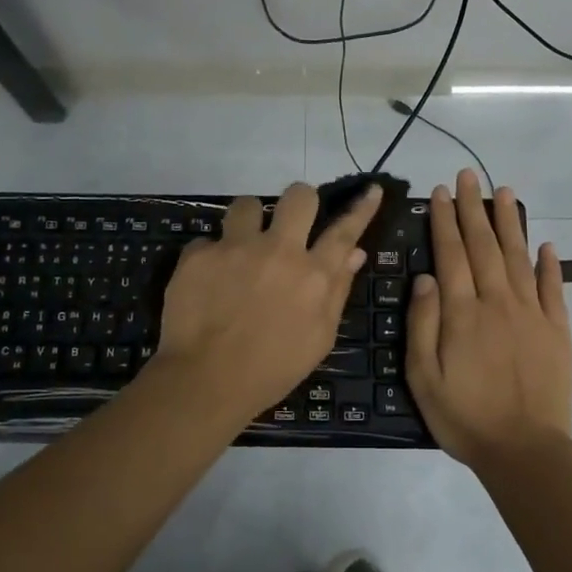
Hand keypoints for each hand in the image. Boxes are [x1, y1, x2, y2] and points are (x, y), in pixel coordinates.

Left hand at [153, 182, 380, 423]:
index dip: (361, 208)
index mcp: (313, 275)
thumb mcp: (319, 338)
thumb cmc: (271, 369)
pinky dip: (211, 257)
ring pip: (247, 204)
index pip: (344, 231)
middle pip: (298, 196)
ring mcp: (236, 247)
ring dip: (248, 222)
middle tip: (289, 223)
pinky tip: (207, 282)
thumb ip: (337, 290)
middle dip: (298, 202)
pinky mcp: (199, 254)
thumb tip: (355, 253)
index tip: (371, 189)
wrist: (205, 382)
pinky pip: (208, 240)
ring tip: (241, 247)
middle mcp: (278, 250)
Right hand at [406, 170, 571, 471]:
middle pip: (484, 246)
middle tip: (469, 175)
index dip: (446, 221)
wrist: (526, 452)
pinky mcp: (558, 331)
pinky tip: (547, 244)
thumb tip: (426, 278)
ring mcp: (532, 315)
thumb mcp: (424, 378)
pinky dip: (551, 265)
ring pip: (519, 258)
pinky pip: (554, 290)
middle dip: (474, 208)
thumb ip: (423, 325)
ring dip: (510, 223)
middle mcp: (498, 303)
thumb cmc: (465, 417)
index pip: (452, 255)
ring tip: (505, 192)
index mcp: (463, 313)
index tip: (442, 193)